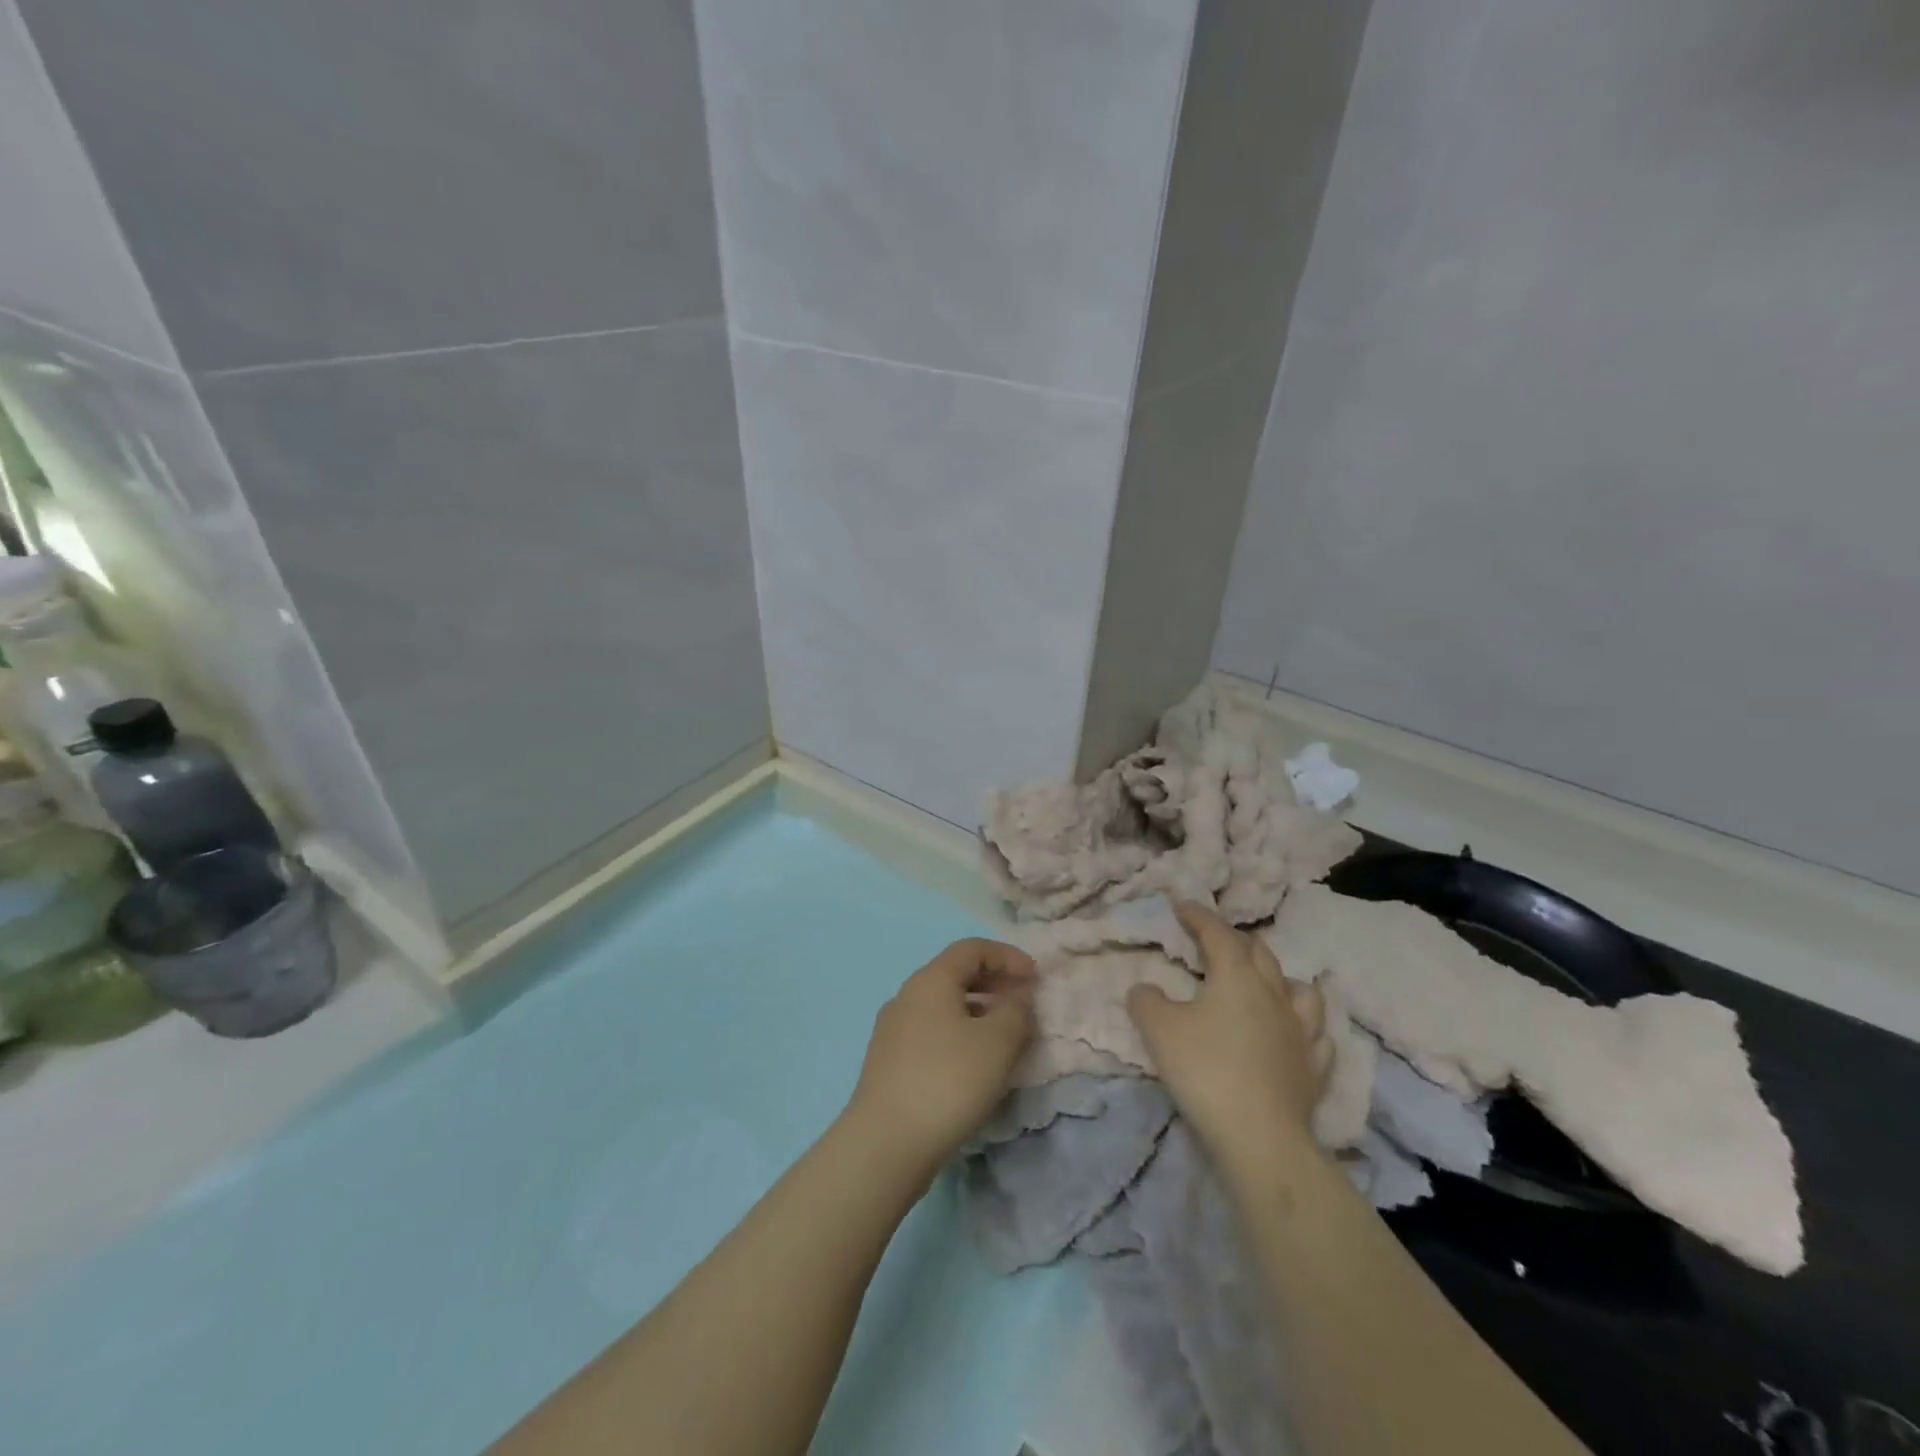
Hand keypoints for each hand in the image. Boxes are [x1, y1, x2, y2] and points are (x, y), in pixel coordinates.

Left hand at [845, 939, 1036, 1174]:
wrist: (886, 1142)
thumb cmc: (948, 1081)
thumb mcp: (997, 1043)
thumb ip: (1016, 1011)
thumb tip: (1018, 997)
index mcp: (930, 980)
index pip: (972, 948)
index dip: (1008, 956)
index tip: (1035, 978)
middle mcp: (907, 995)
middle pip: (956, 974)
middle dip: (994, 982)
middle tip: (1024, 1003)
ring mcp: (893, 1029)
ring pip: (943, 1005)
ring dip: (978, 1010)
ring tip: (1005, 1036)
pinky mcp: (889, 1061)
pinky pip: (932, 1031)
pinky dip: (959, 1033)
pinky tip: (974, 1064)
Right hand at [1127, 901, 1325, 1162]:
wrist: (1260, 1136)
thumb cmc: (1205, 1071)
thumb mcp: (1159, 1030)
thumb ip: (1146, 1001)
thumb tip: (1144, 989)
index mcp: (1236, 977)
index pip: (1218, 933)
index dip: (1198, 916)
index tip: (1182, 904)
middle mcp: (1274, 994)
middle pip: (1260, 953)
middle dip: (1235, 939)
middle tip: (1215, 941)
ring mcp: (1301, 1030)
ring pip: (1299, 988)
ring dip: (1279, 977)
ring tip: (1266, 982)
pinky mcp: (1315, 1067)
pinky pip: (1316, 1033)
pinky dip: (1303, 1023)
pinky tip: (1295, 1031)